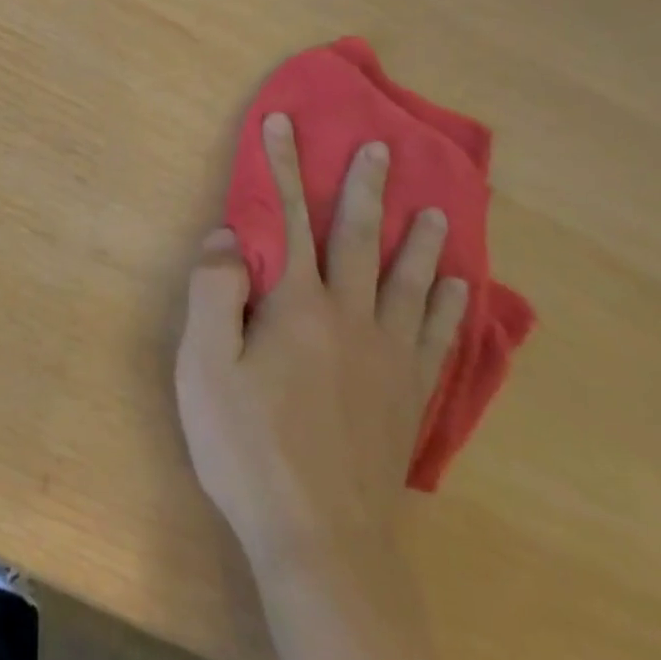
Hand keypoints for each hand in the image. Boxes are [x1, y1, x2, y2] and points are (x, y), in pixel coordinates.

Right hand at [174, 113, 467, 582]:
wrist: (320, 536)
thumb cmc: (247, 445)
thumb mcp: (204, 365)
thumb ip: (213, 292)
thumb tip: (228, 236)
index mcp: (295, 304)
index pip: (288, 218)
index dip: (282, 166)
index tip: (284, 123)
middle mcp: (350, 316)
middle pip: (357, 238)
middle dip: (363, 188)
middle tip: (381, 147)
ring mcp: (389, 357)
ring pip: (408, 281)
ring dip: (418, 239)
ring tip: (436, 208)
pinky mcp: (409, 395)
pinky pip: (438, 336)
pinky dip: (449, 304)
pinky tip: (455, 287)